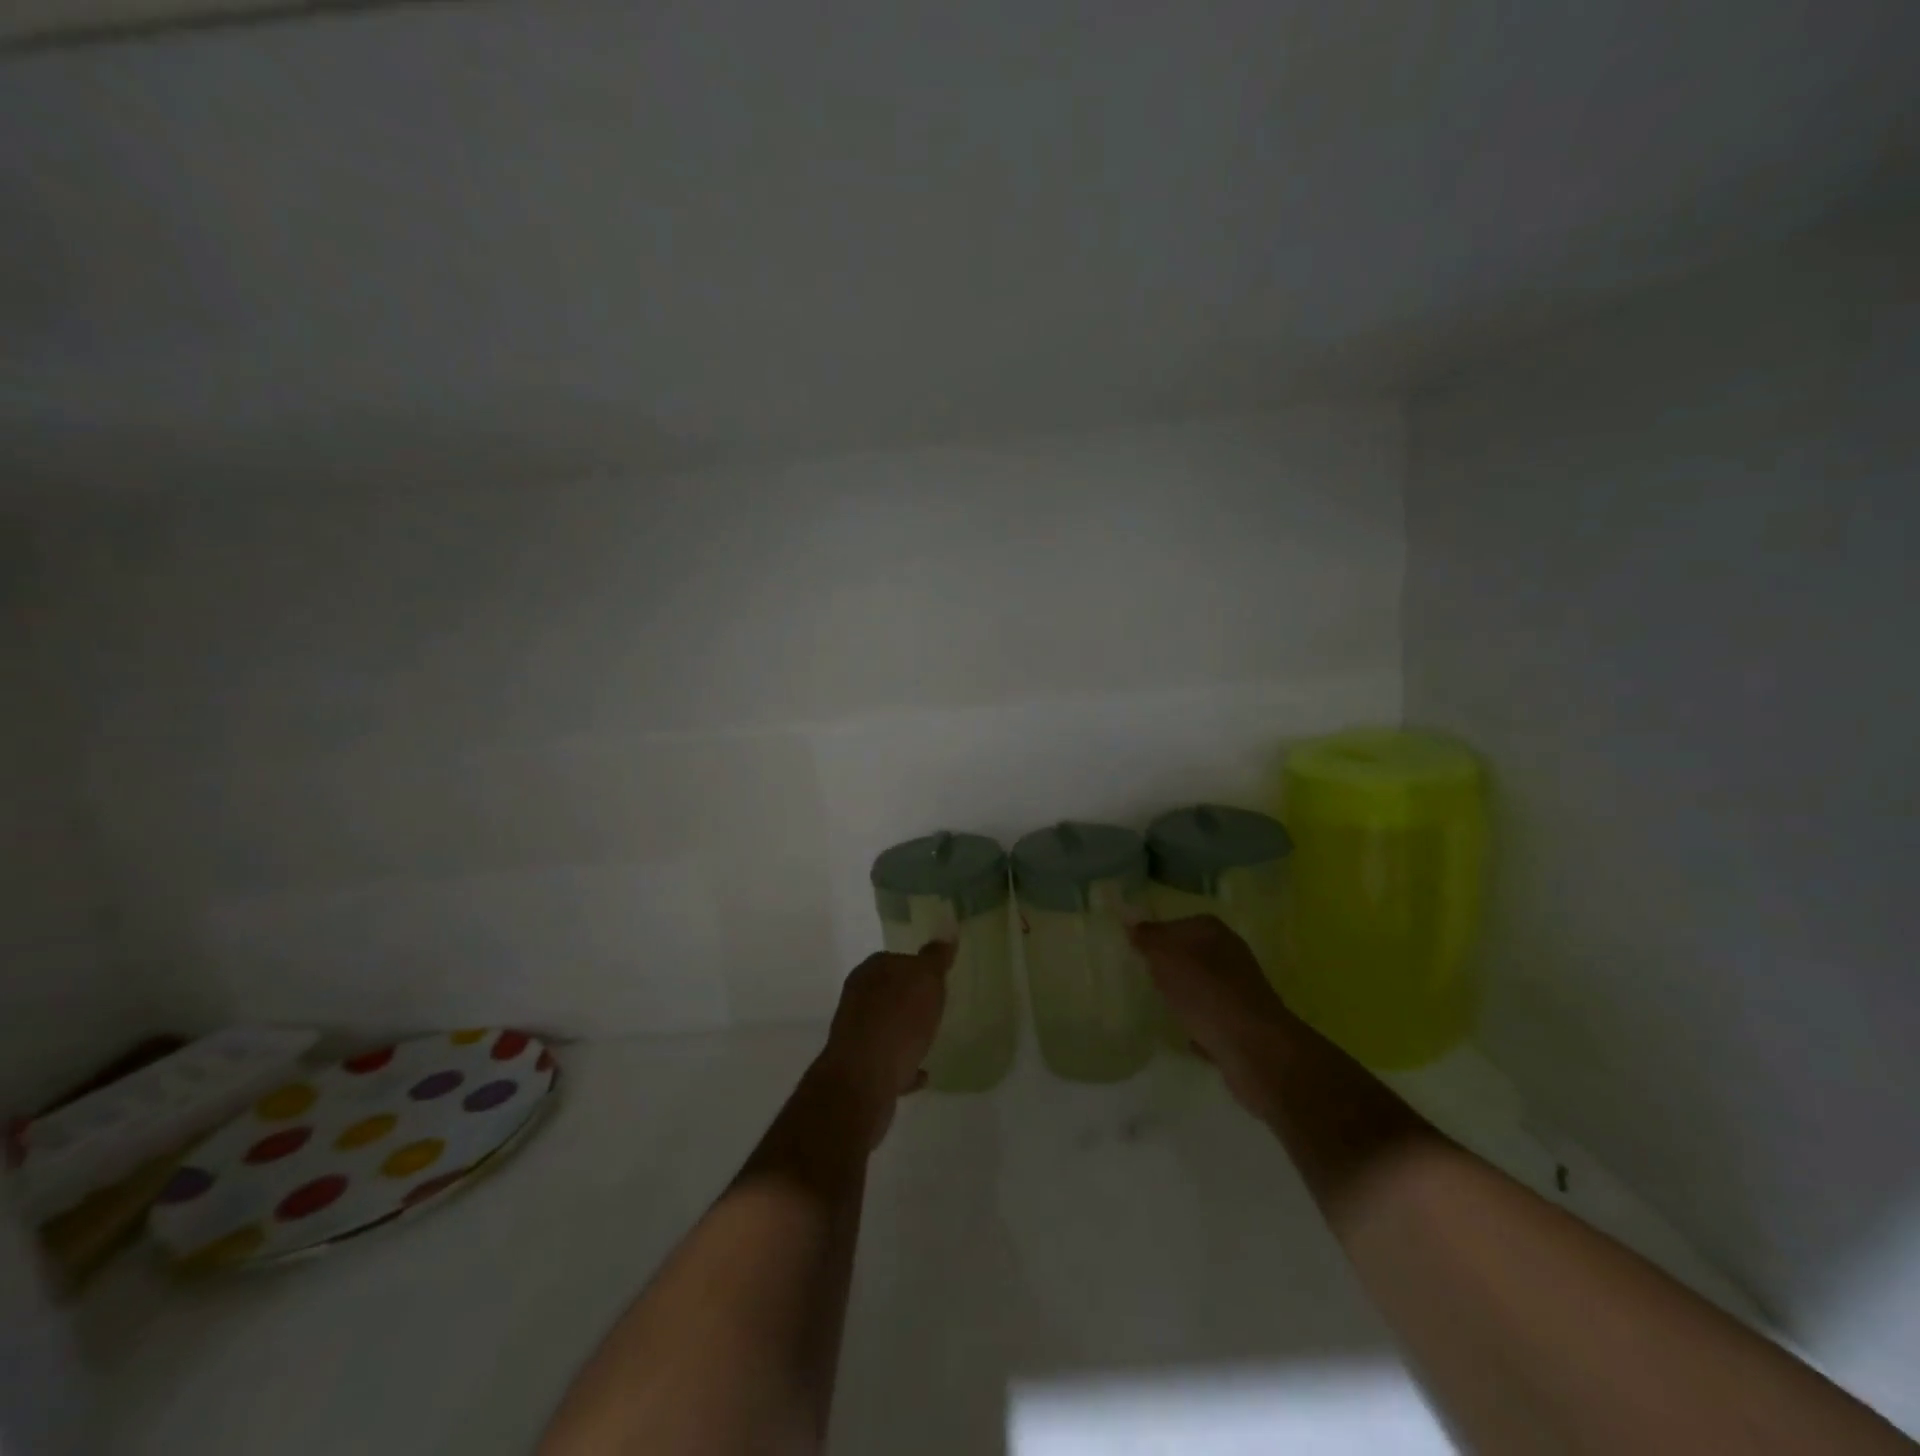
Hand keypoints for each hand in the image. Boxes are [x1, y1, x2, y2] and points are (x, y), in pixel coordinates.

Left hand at [812, 941, 952, 1143]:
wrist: (864, 1079)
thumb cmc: (898, 1019)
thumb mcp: (926, 979)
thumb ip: (935, 958)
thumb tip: (945, 934)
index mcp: (870, 971)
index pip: (896, 959)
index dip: (917, 967)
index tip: (938, 978)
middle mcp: (858, 998)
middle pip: (889, 992)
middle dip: (909, 999)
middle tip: (937, 1007)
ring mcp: (856, 1034)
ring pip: (886, 1027)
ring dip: (905, 1032)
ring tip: (931, 1039)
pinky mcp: (860, 1068)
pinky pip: (889, 1062)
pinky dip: (904, 1065)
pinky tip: (922, 1073)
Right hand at [1129, 915, 1301, 1119]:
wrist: (1254, 1049)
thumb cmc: (1206, 993)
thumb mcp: (1166, 957)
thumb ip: (1147, 938)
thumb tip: (1131, 922)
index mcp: (1213, 931)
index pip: (1175, 924)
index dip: (1154, 937)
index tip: (1133, 954)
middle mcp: (1230, 954)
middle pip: (1189, 955)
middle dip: (1167, 967)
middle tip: (1141, 980)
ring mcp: (1239, 990)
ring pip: (1200, 986)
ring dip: (1182, 996)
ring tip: (1157, 1007)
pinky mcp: (1241, 1023)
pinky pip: (1209, 1018)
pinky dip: (1197, 1025)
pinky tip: (1180, 1035)